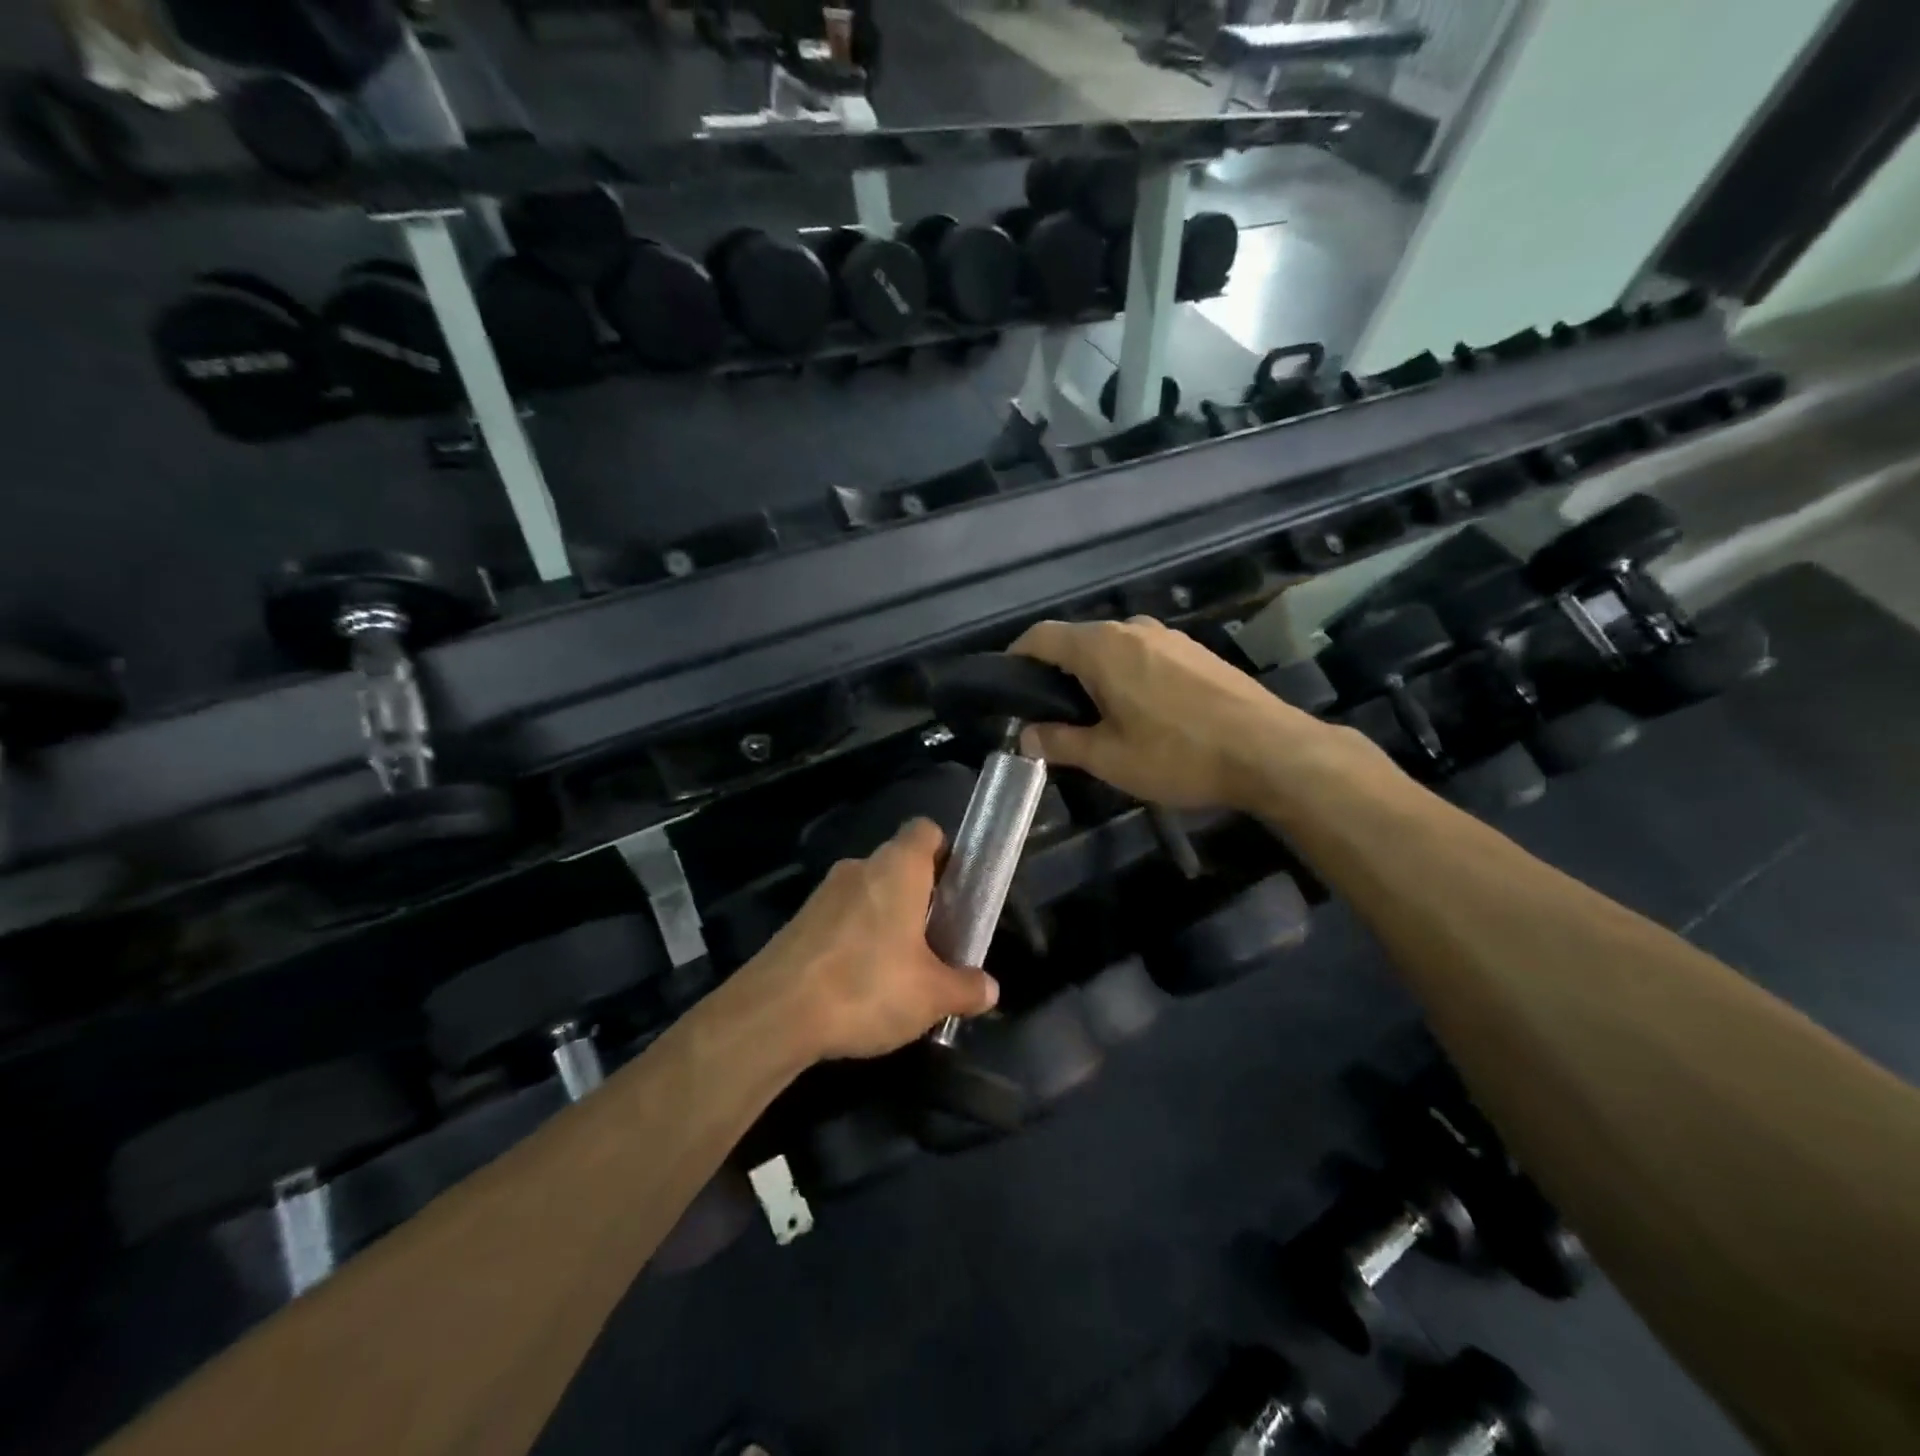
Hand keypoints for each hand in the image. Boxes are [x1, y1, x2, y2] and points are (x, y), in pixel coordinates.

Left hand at [753, 818, 998, 1061]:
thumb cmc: (866, 986)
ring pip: (868, 895)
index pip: (925, 830)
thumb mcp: (931, 996)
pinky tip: (860, 985)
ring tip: (901, 969)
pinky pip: (840, 920)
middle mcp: (859, 868)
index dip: (946, 852)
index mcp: (897, 868)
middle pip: (898, 866)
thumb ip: (966, 988)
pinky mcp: (798, 923)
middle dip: (920, 897)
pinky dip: (856, 940)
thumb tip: (989, 989)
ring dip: (886, 921)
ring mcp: (823, 894)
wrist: (774, 1014)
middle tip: (938, 939)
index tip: (958, 888)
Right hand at [1009, 617, 1329, 809]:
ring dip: (1095, 675)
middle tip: (1051, 715)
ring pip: (1113, 648)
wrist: (1269, 751)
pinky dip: (1128, 675)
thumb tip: (1025, 736)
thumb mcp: (1108, 758)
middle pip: (1078, 640)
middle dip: (1057, 672)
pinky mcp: (1196, 650)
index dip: (1017, 657)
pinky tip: (1142, 712)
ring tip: (1097, 717)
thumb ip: (1059, 742)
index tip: (1007, 685)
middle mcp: (1132, 628)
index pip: (1042, 637)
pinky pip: (1145, 655)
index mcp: (1101, 647)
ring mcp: (1169, 636)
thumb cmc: (1178, 754)